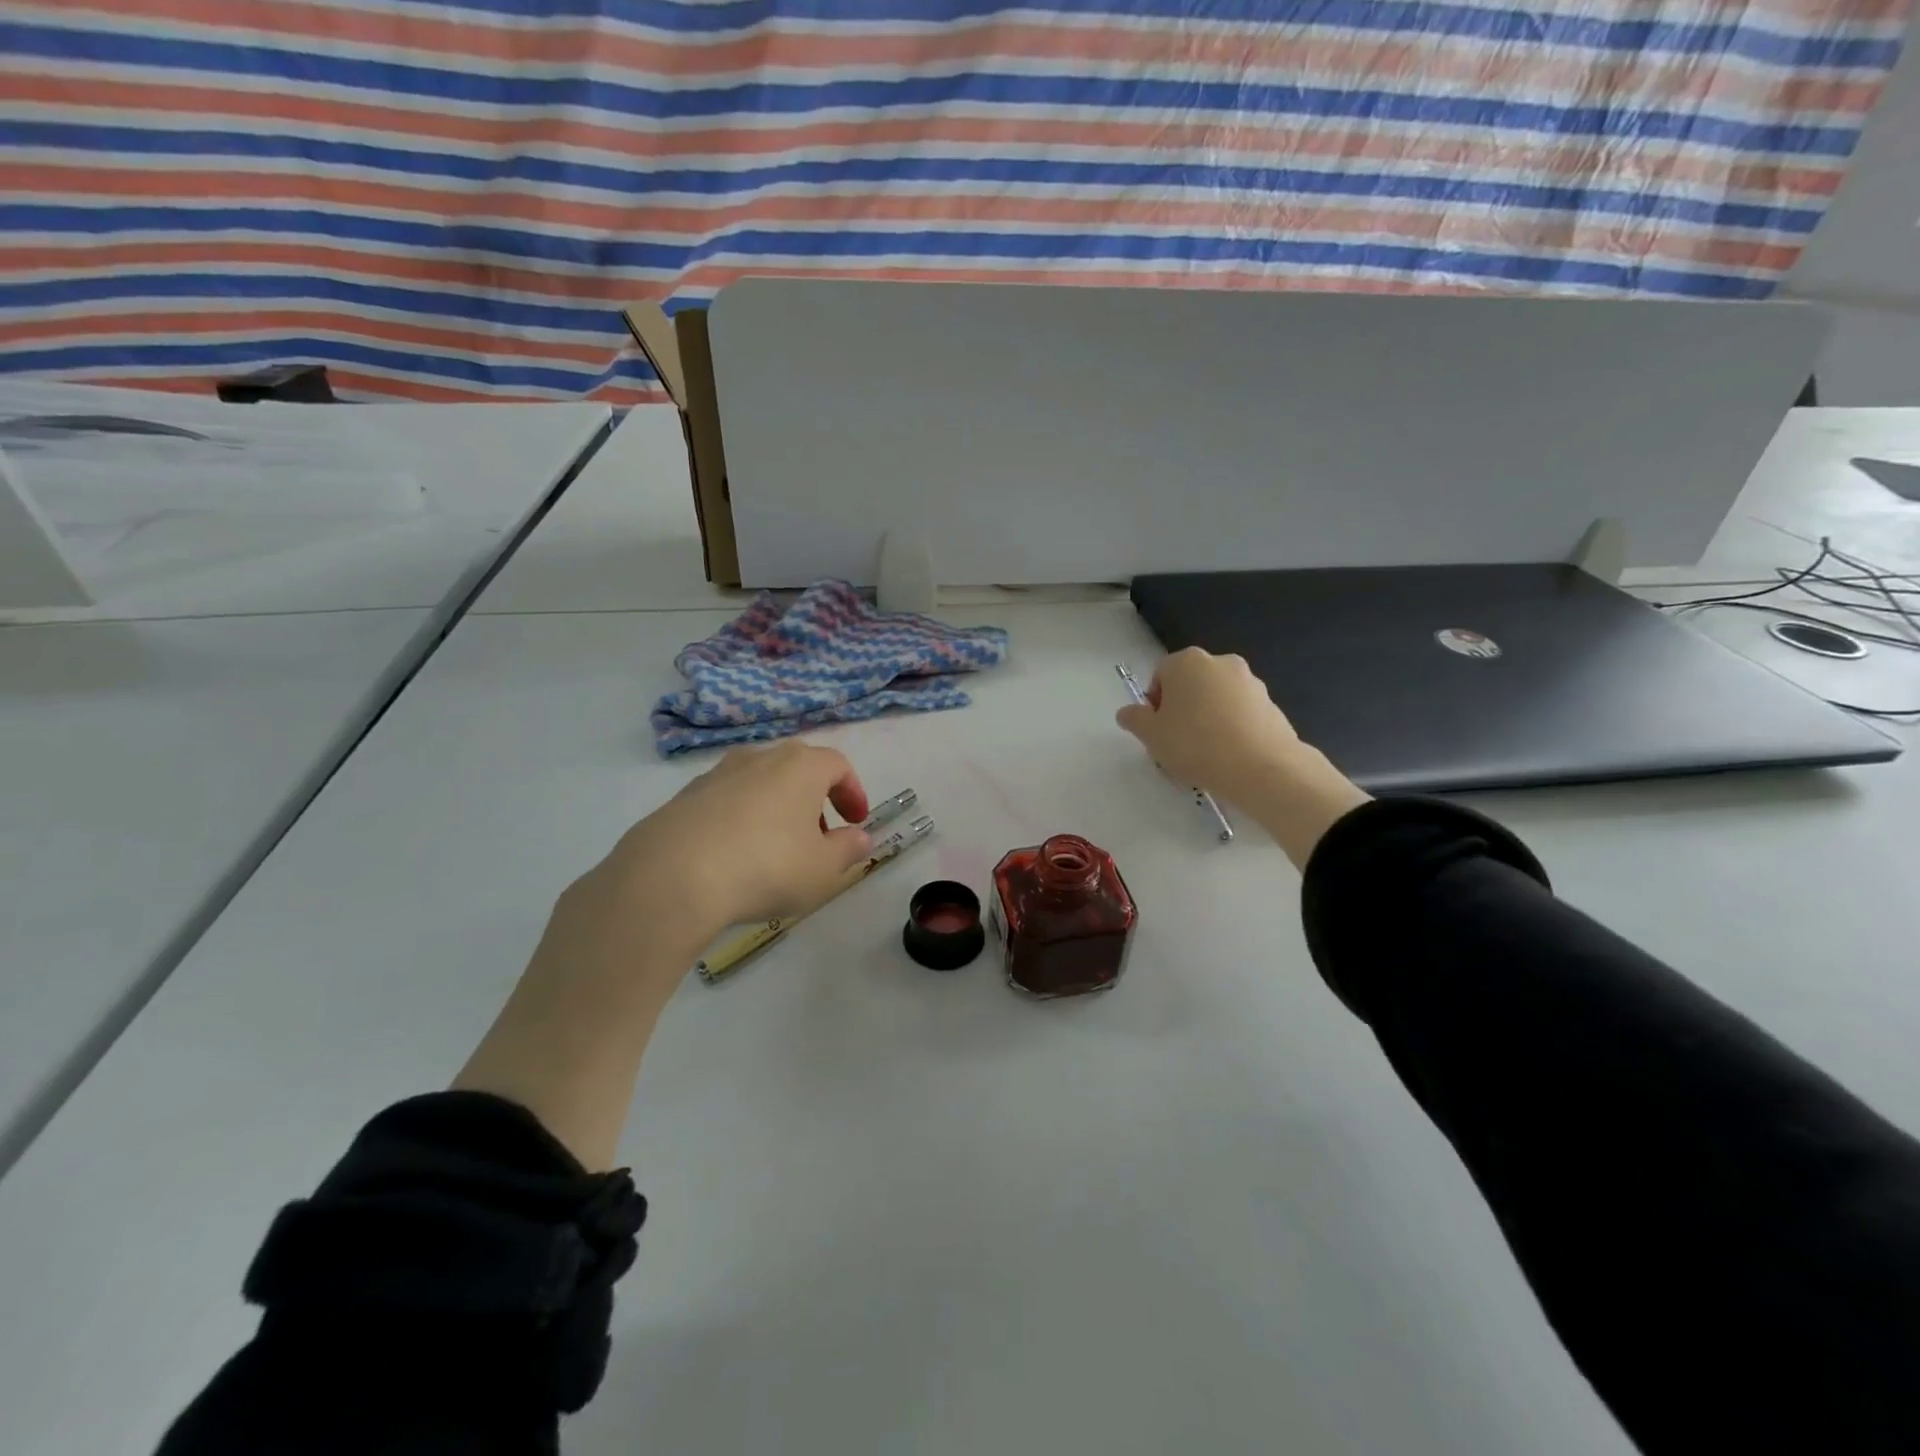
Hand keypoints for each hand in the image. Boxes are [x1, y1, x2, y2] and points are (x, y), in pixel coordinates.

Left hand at [454, 741, 873, 1168]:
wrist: (671, 877)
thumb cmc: (766, 867)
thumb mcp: (822, 869)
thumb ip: (848, 850)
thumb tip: (859, 838)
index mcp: (800, 766)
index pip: (838, 764)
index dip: (852, 791)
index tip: (855, 822)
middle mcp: (759, 758)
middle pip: (797, 768)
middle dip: (814, 800)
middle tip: (818, 837)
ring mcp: (716, 774)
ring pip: (758, 782)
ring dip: (775, 808)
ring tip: (774, 850)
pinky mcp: (683, 797)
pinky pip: (725, 801)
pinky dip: (740, 819)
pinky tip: (733, 857)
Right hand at [1116, 648, 1369, 867]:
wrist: (1261, 767)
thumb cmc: (1195, 744)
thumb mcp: (1151, 735)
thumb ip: (1134, 719)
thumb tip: (1128, 712)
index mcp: (1186, 662)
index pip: (1160, 675)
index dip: (1154, 703)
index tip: (1157, 730)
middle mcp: (1220, 662)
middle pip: (1190, 684)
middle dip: (1182, 708)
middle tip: (1177, 741)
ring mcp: (1250, 681)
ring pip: (1217, 697)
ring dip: (1208, 717)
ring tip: (1205, 752)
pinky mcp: (1271, 703)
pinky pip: (1241, 712)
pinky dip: (1232, 727)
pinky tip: (1229, 754)